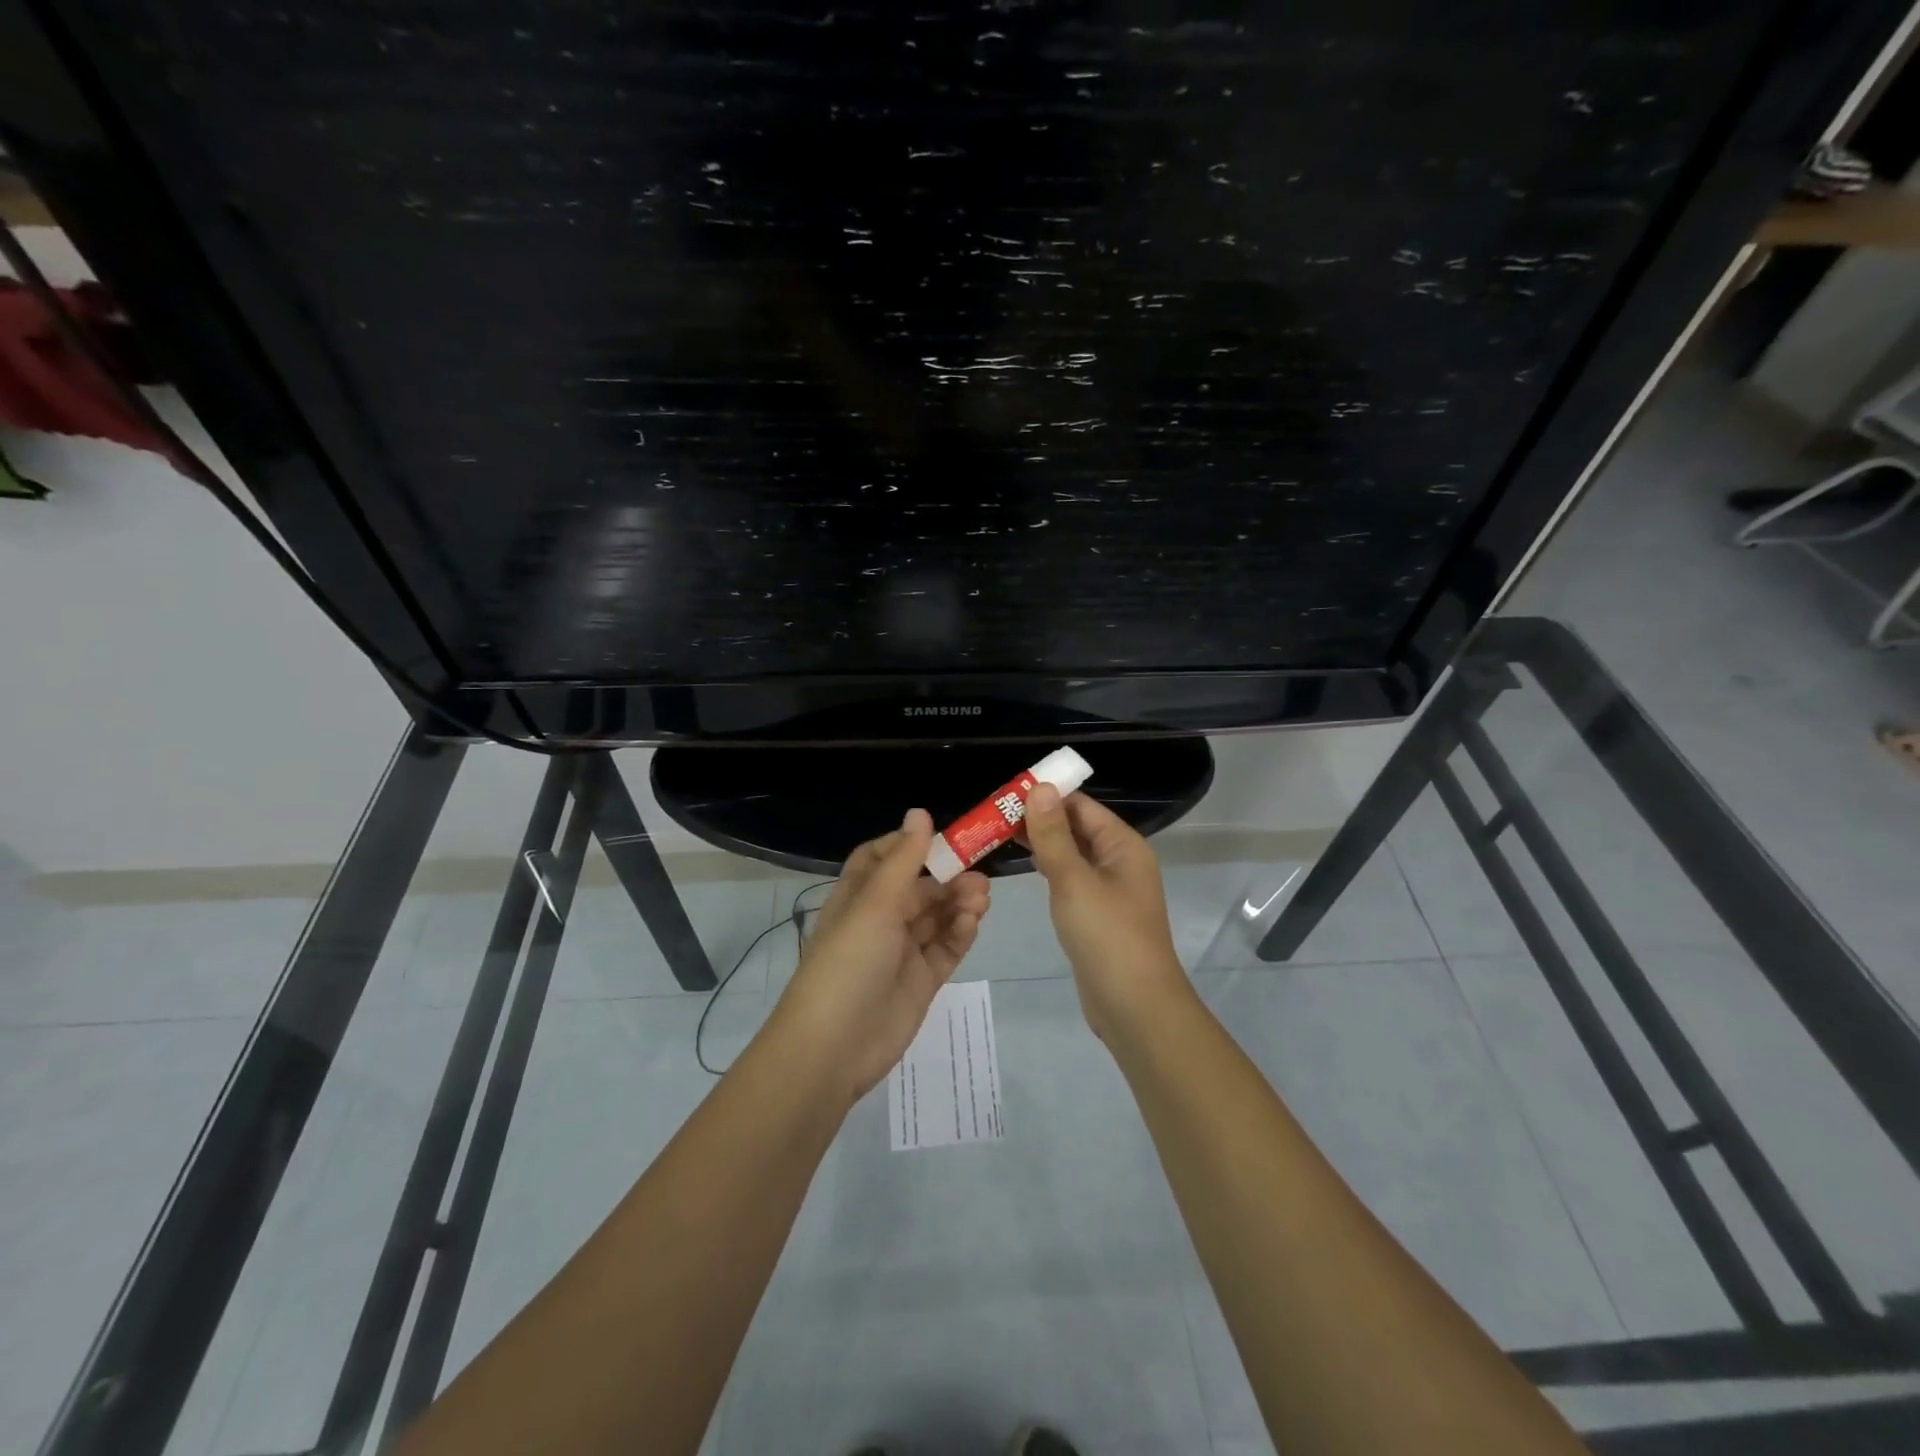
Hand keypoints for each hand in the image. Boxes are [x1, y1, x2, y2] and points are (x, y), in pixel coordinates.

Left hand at [769, 809, 990, 1102]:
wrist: (834, 1047)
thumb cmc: (849, 962)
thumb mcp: (875, 904)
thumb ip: (904, 860)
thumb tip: (921, 812)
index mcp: (858, 896)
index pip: (881, 858)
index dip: (908, 845)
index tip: (941, 838)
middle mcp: (880, 919)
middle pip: (919, 887)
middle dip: (948, 877)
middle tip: (978, 875)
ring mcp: (902, 951)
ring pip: (937, 916)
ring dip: (959, 903)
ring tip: (981, 898)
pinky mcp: (922, 980)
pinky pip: (946, 947)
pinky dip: (961, 932)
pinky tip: (973, 922)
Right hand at [1022, 783, 1190, 1040]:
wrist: (1134, 1006)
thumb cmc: (1106, 935)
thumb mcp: (1073, 880)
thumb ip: (1053, 834)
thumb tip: (1040, 787)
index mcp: (1123, 845)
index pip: (1081, 805)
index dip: (1046, 795)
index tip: (1005, 794)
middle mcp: (1120, 860)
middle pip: (1077, 827)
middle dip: (1039, 818)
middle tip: (993, 815)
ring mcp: (1110, 889)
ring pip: (1072, 853)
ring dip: (1042, 842)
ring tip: (998, 833)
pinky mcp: (1098, 913)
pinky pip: (1071, 878)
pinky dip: (1049, 868)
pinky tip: (1024, 866)